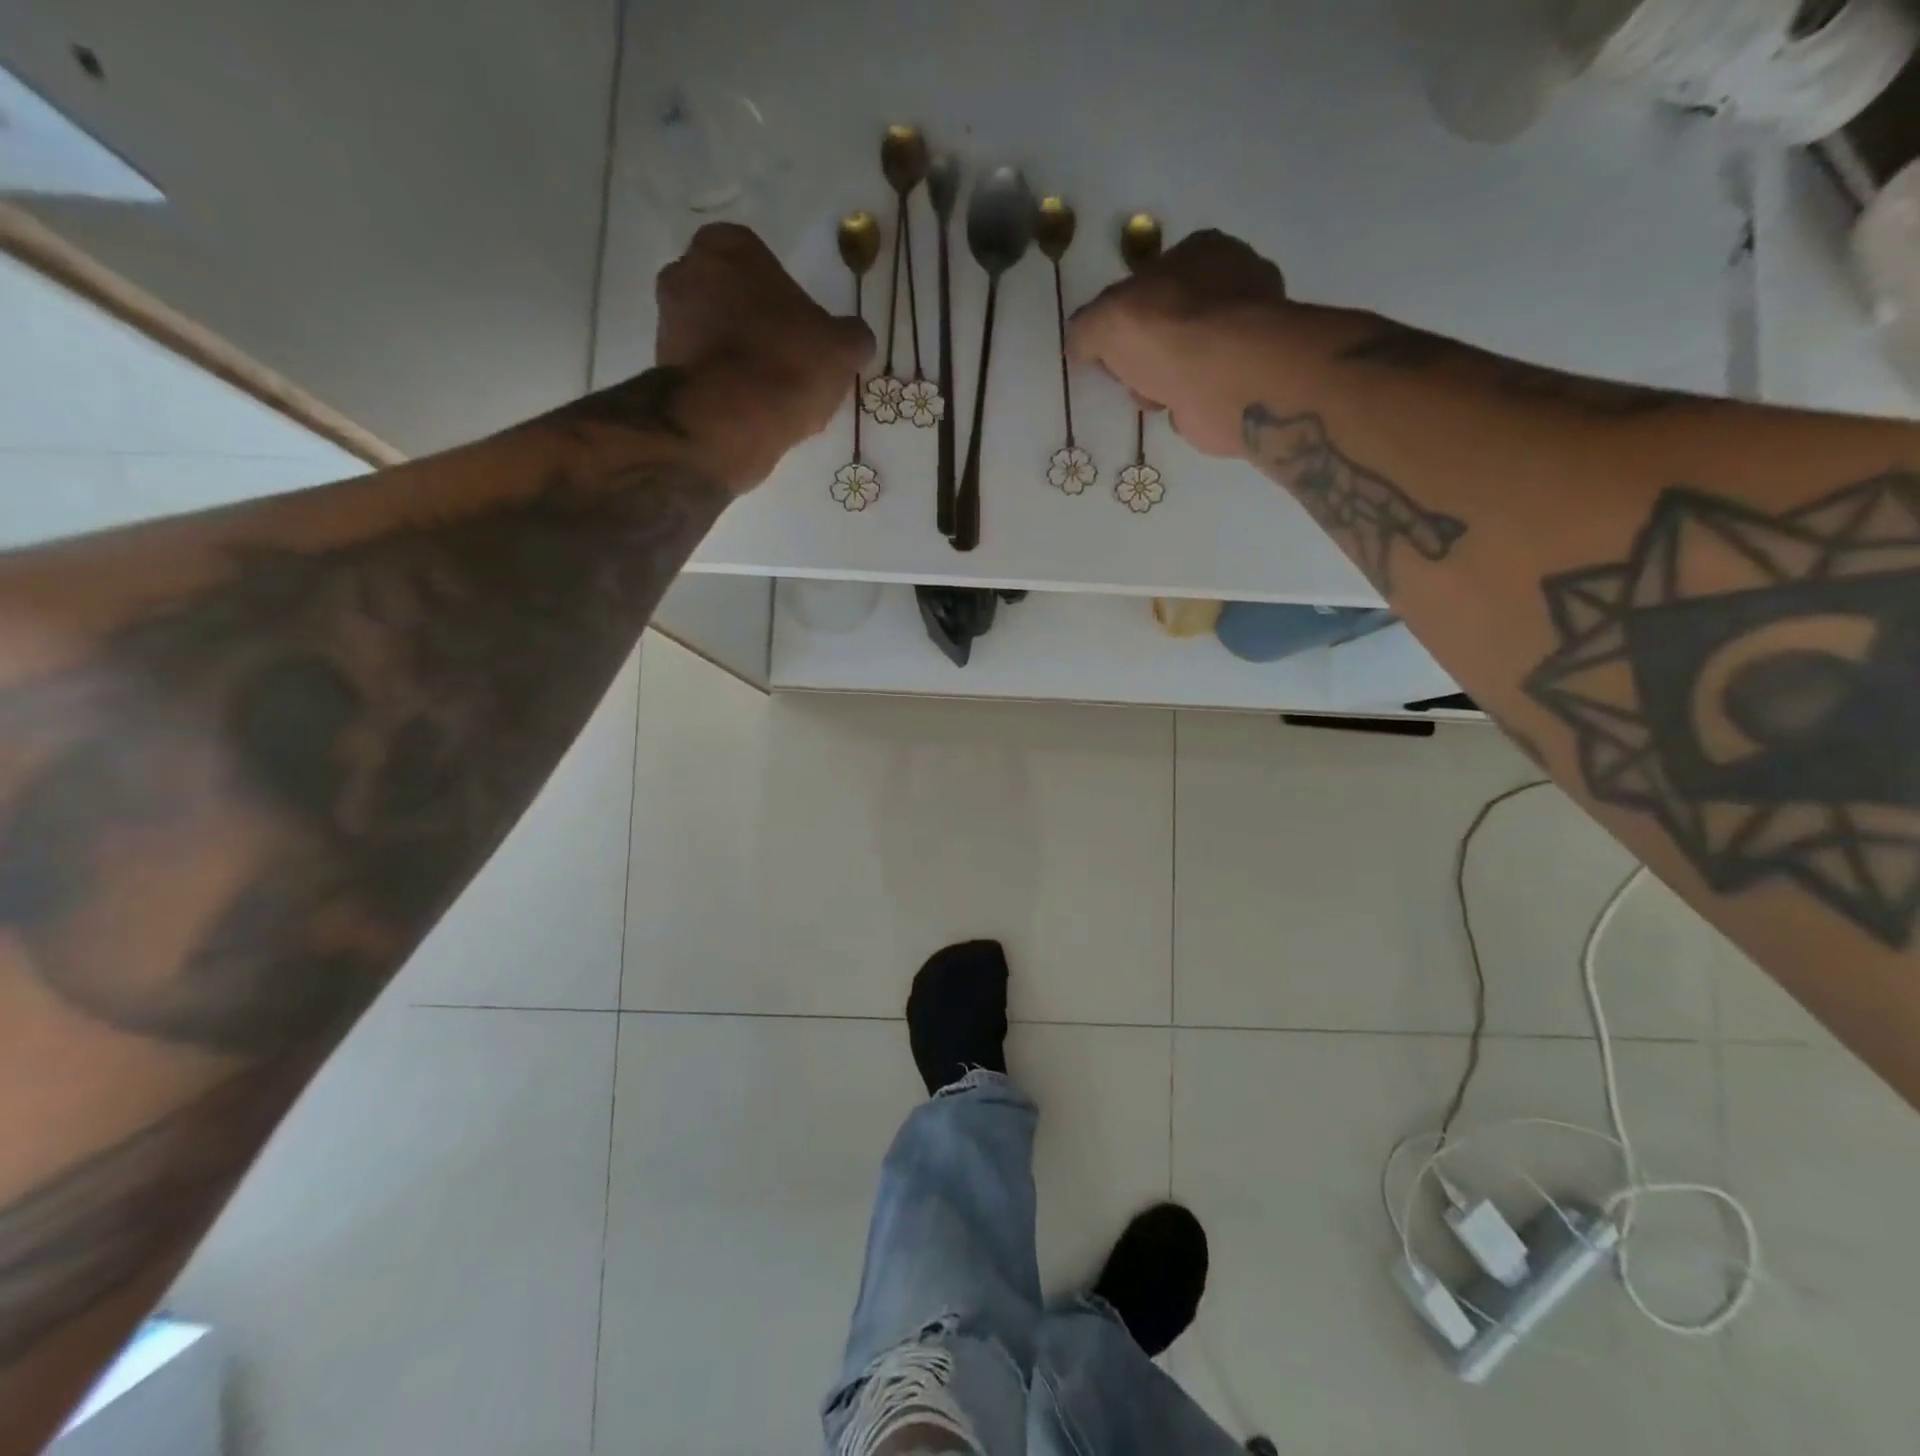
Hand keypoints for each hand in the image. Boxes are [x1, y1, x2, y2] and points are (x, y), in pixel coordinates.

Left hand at [655, 223, 874, 489]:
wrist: (729, 422)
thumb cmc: (787, 365)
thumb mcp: (843, 348)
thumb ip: (852, 335)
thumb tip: (853, 339)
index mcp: (727, 247)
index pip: (760, 261)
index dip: (785, 298)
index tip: (803, 330)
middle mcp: (685, 271)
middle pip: (732, 296)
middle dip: (755, 322)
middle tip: (788, 360)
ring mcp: (667, 321)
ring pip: (715, 334)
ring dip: (739, 356)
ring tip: (771, 394)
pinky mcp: (662, 368)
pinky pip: (704, 371)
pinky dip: (724, 386)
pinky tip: (750, 411)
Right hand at [1067, 229, 1291, 459]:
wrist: (1224, 379)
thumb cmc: (1166, 332)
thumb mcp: (1102, 322)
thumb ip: (1084, 329)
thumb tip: (1080, 344)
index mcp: (1201, 250)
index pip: (1151, 280)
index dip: (1123, 316)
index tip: (1108, 348)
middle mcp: (1232, 281)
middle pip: (1169, 321)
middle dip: (1144, 352)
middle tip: (1129, 374)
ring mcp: (1248, 329)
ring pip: (1186, 356)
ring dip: (1164, 380)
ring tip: (1153, 395)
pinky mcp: (1250, 374)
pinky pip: (1205, 387)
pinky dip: (1189, 401)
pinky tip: (1177, 408)